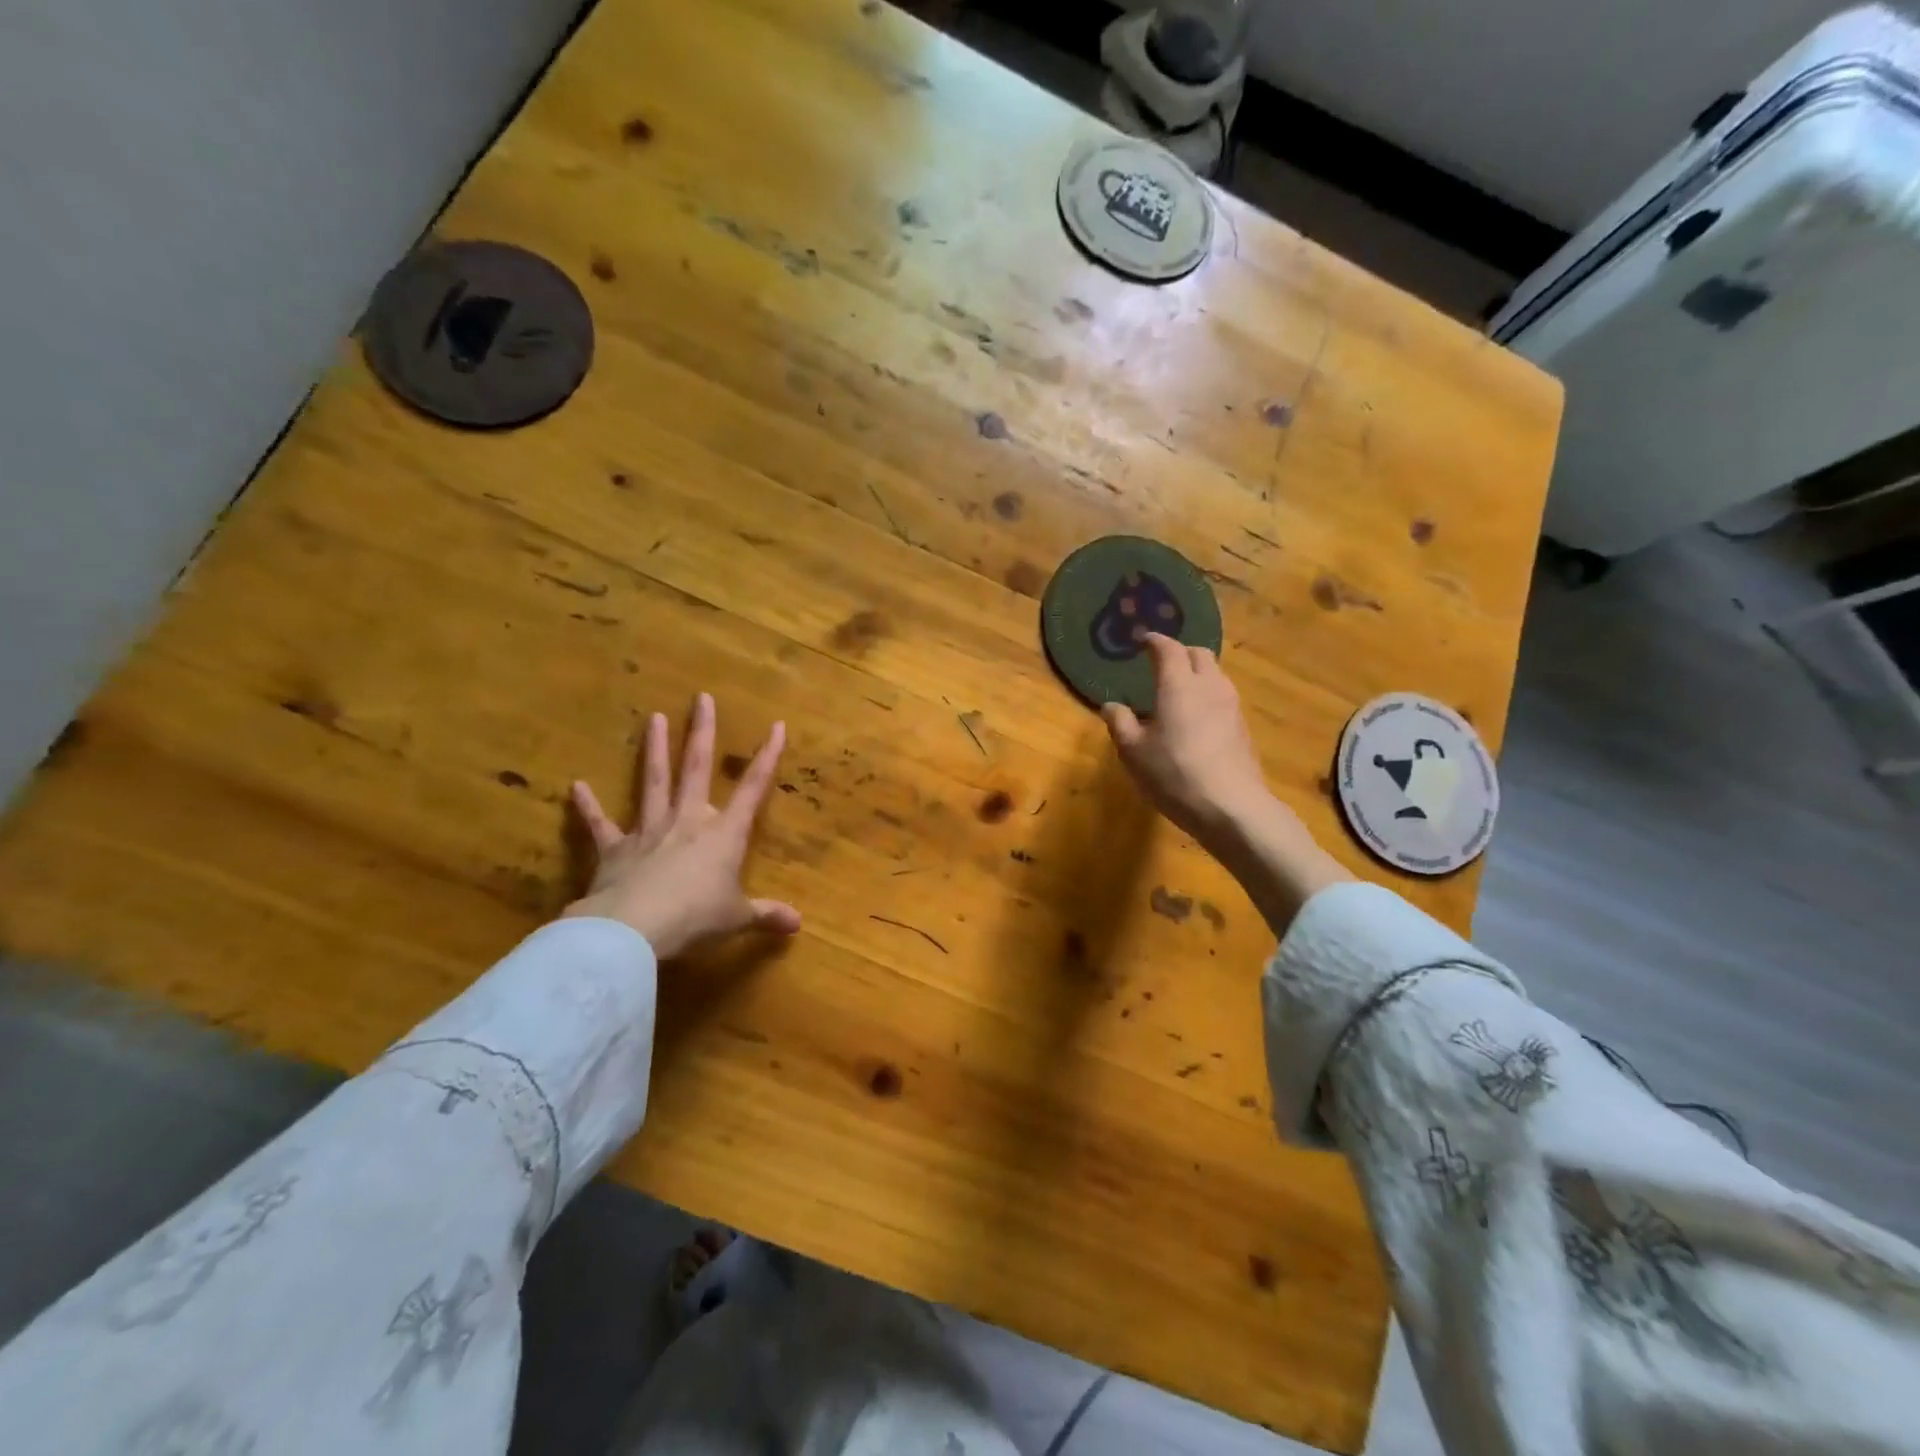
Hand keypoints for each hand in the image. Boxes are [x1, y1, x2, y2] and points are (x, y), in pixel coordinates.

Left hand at [563, 693, 800, 958]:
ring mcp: (649, 831)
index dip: (767, 757)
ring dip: (653, 750)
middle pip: (696, 769)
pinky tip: (576, 786)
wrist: (634, 929)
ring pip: (653, 782)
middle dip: (702, 733)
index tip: (777, 726)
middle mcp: (688, 821)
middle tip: (701, 699)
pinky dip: (588, 806)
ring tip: (652, 717)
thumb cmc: (695, 918)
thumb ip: (765, 915)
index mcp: (723, 835)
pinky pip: (600, 825)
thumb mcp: (736, 919)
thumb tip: (798, 924)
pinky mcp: (614, 850)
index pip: (753, 789)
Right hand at [1100, 634, 1274, 842]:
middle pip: (1198, 654)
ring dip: (1196, 673)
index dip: (1154, 641)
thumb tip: (1111, 705)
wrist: (1232, 807)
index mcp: (1179, 684)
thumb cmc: (1174, 774)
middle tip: (1160, 663)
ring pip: (1215, 674)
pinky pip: (1222, 696)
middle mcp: (1209, 686)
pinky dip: (1206, 694)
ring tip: (1178, 689)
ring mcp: (1231, 706)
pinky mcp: (1242, 727)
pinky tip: (1195, 717)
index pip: (1168, 648)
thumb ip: (1120, 723)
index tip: (1142, 640)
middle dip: (1179, 652)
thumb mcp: (1133, 752)